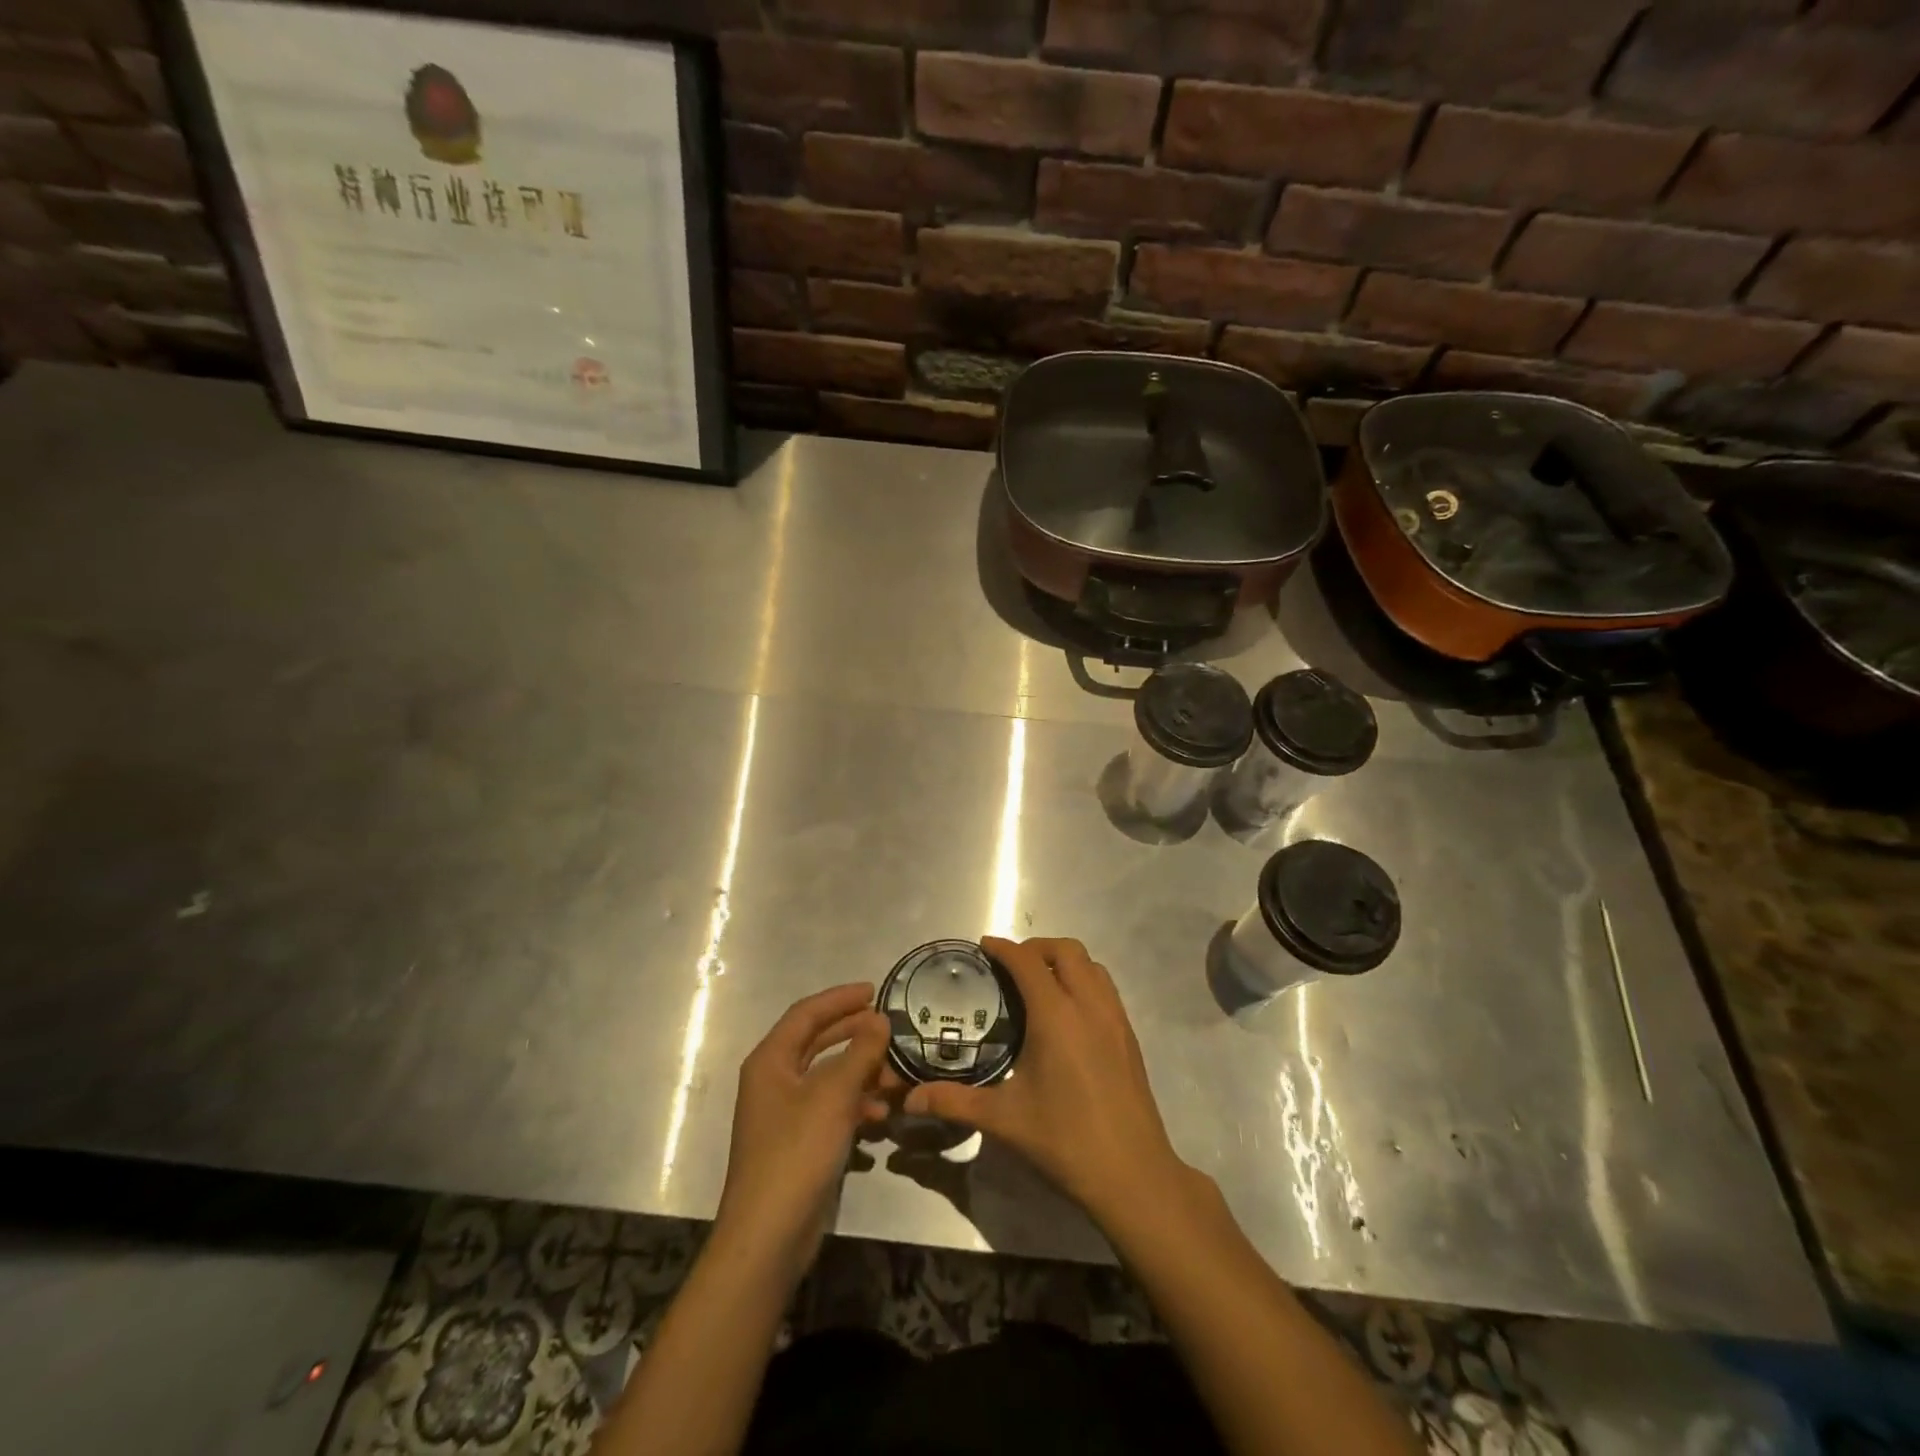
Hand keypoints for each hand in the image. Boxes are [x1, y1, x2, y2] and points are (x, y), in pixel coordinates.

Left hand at [713, 983, 890, 1283]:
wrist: (768, 1236)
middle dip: (854, 1033)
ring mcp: (785, 1114)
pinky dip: (856, 1105)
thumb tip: (879, 1020)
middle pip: (817, 1042)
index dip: (840, 998)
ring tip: (895, 1076)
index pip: (807, 1013)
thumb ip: (860, 1052)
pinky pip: (831, 1108)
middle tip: (889, 1027)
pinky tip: (881, 1118)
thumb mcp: (834, 1095)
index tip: (874, 990)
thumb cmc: (796, 1152)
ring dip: (861, 1072)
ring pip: (828, 1077)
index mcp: (771, 1060)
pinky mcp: (798, 1143)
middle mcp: (774, 1080)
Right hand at [902, 937, 1188, 1227]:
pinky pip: (1106, 988)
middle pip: (1066, 951)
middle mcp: (1089, 1006)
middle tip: (1010, 966)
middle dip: (1036, 947)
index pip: (1028, 962)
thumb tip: (912, 1099)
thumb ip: (956, 1102)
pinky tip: (1068, 1014)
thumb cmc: (1065, 1141)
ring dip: (1064, 961)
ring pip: (1092, 965)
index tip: (983, 947)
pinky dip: (1084, 981)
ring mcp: (1115, 1019)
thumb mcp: (1005, 1120)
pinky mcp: (1129, 1036)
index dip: (1004, 948)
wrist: (1133, 1175)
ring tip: (1039, 983)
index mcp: (1057, 1016)